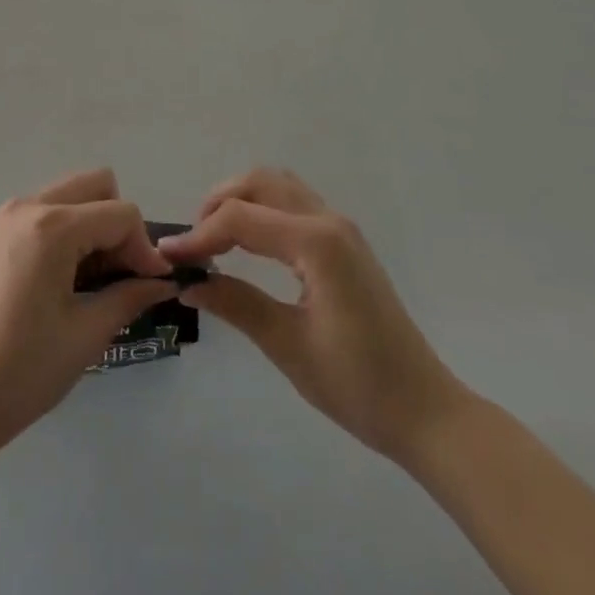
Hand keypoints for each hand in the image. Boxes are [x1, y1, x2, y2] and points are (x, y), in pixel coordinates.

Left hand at [0, 168, 177, 455]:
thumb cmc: (23, 371)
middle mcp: (24, 206)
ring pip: (60, 196)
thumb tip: (162, 282)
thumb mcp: (86, 335)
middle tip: (114, 273)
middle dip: (114, 223)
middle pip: (92, 185)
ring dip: (83, 226)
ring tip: (80, 280)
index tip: (148, 285)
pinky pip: (30, 214)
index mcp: (52, 228)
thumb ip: (129, 297)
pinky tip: (43, 282)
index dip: (143, 247)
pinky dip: (51, 234)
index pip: (120, 214)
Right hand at [159, 168, 468, 463]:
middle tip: (194, 244)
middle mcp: (328, 220)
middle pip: (259, 182)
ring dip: (241, 199)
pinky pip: (294, 203)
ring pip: (278, 185)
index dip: (200, 235)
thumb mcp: (289, 346)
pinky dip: (262, 209)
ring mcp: (340, 227)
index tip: (169, 258)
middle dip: (218, 203)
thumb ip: (236, 304)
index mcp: (316, 243)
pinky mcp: (344, 241)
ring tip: (216, 238)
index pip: (241, 219)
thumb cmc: (358, 385)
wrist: (426, 412)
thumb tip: (188, 284)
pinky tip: (249, 243)